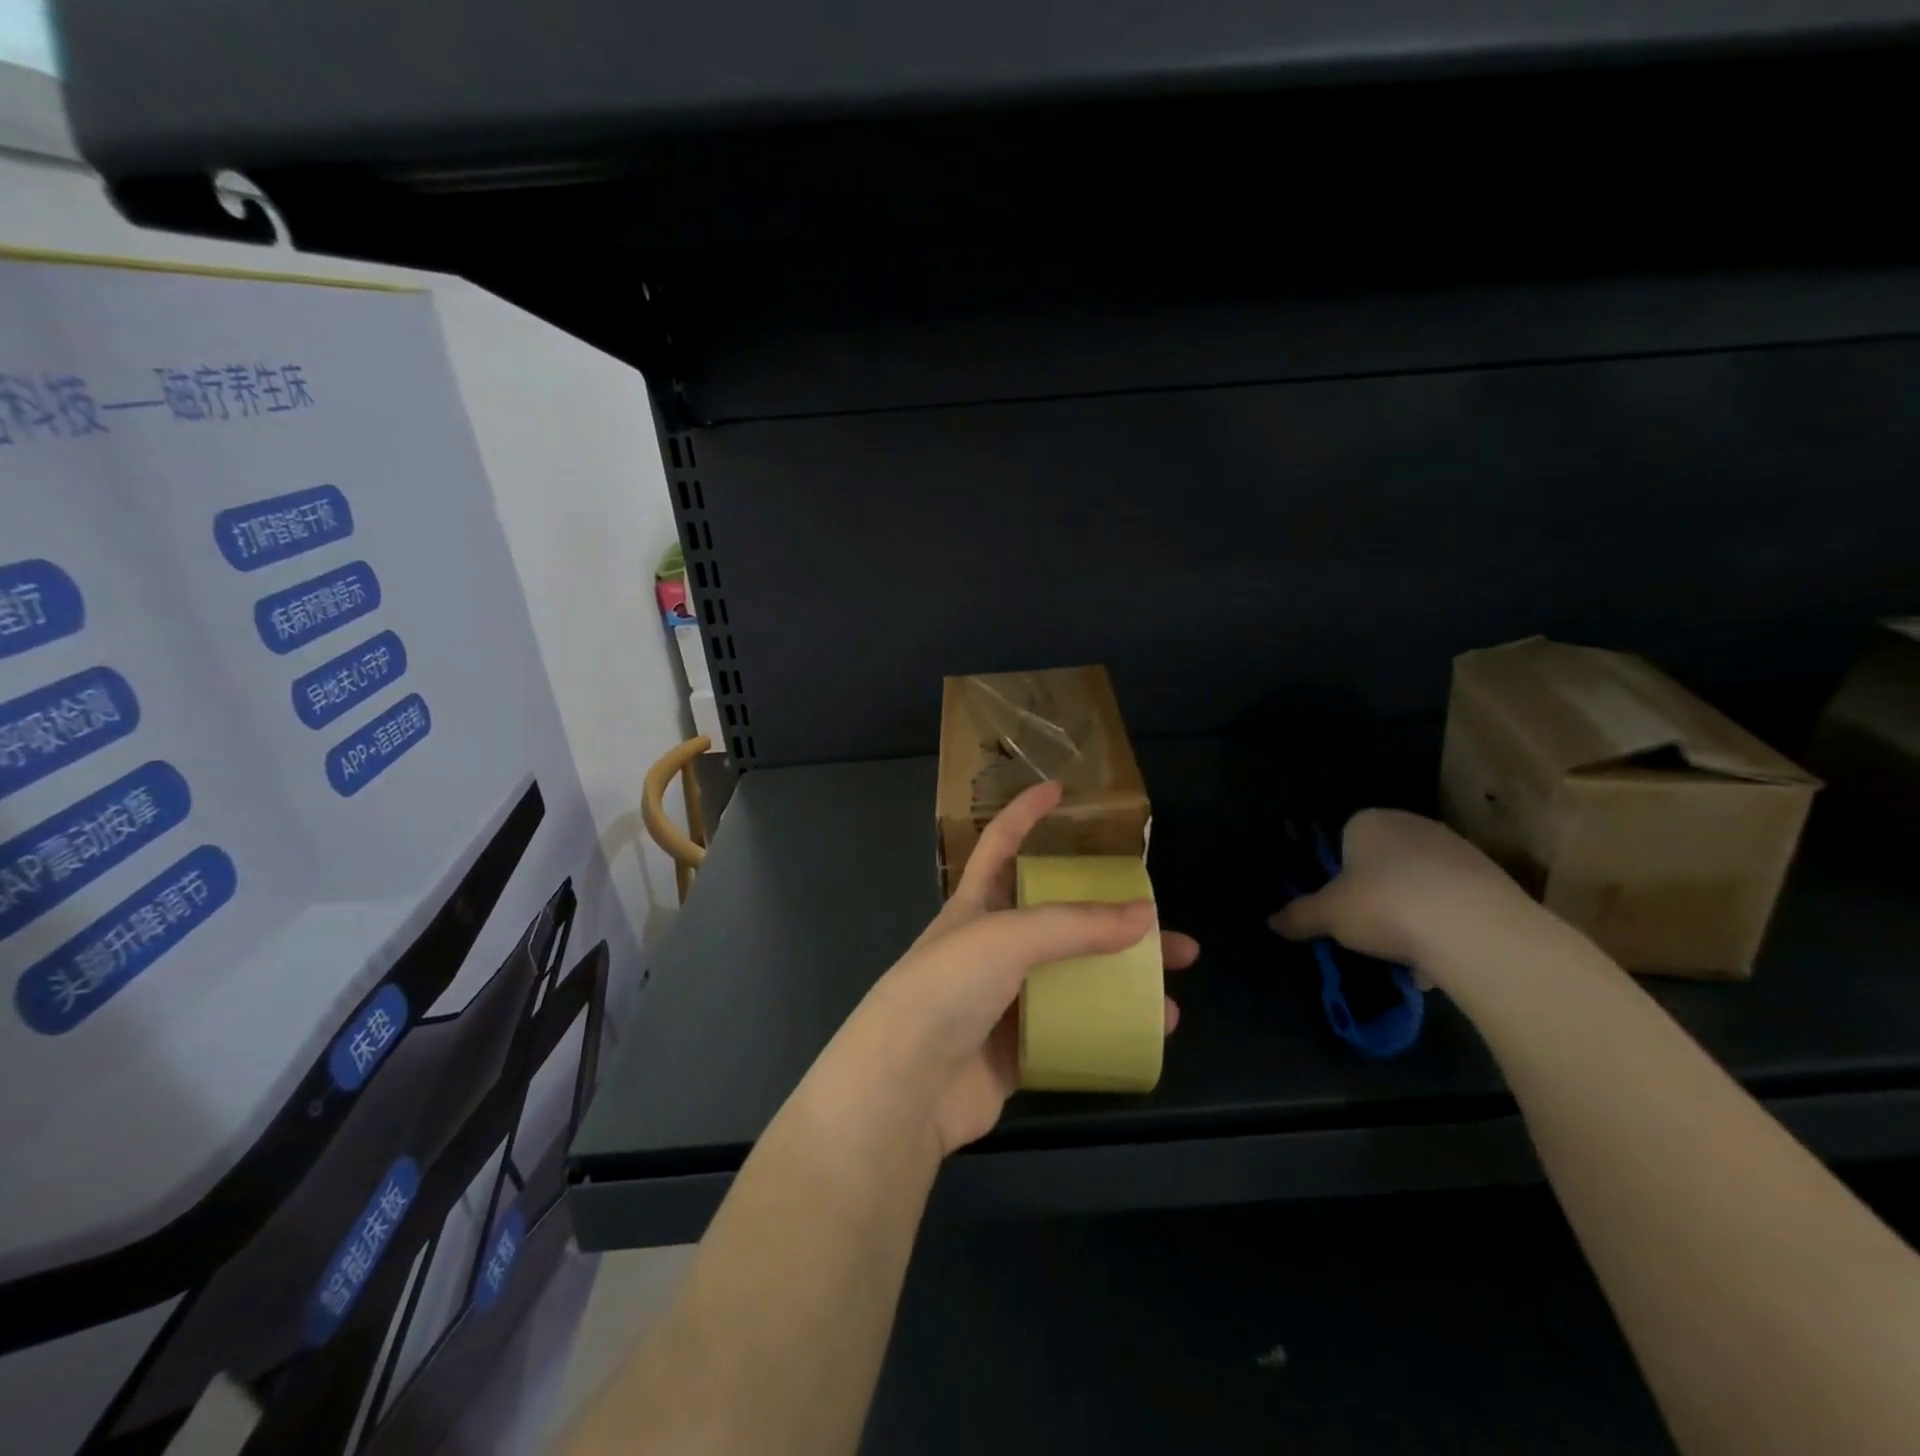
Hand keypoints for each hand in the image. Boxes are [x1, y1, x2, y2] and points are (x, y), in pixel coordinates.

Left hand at [835, 779, 1197, 1156]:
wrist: (905, 1086)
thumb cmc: (947, 987)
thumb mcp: (1008, 937)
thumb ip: (1075, 925)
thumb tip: (1146, 917)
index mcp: (976, 905)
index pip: (1002, 844)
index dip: (1026, 814)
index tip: (1059, 790)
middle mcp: (991, 947)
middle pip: (1060, 919)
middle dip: (1109, 915)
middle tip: (1162, 920)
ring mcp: (1005, 1000)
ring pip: (1073, 977)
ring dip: (1122, 978)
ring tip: (1173, 985)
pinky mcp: (1018, 1049)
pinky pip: (1074, 1029)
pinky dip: (1111, 1027)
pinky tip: (1151, 1033)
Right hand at [1267, 808, 1534, 984]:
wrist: (1476, 930)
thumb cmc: (1385, 906)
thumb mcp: (1329, 915)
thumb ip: (1300, 916)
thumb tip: (1271, 922)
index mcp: (1369, 822)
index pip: (1344, 838)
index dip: (1339, 874)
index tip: (1340, 906)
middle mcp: (1413, 825)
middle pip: (1384, 862)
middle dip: (1377, 894)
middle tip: (1368, 929)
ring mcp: (1457, 850)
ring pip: (1421, 884)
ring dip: (1412, 914)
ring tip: (1405, 955)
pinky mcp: (1493, 879)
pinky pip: (1454, 903)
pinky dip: (1444, 927)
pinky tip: (1439, 960)